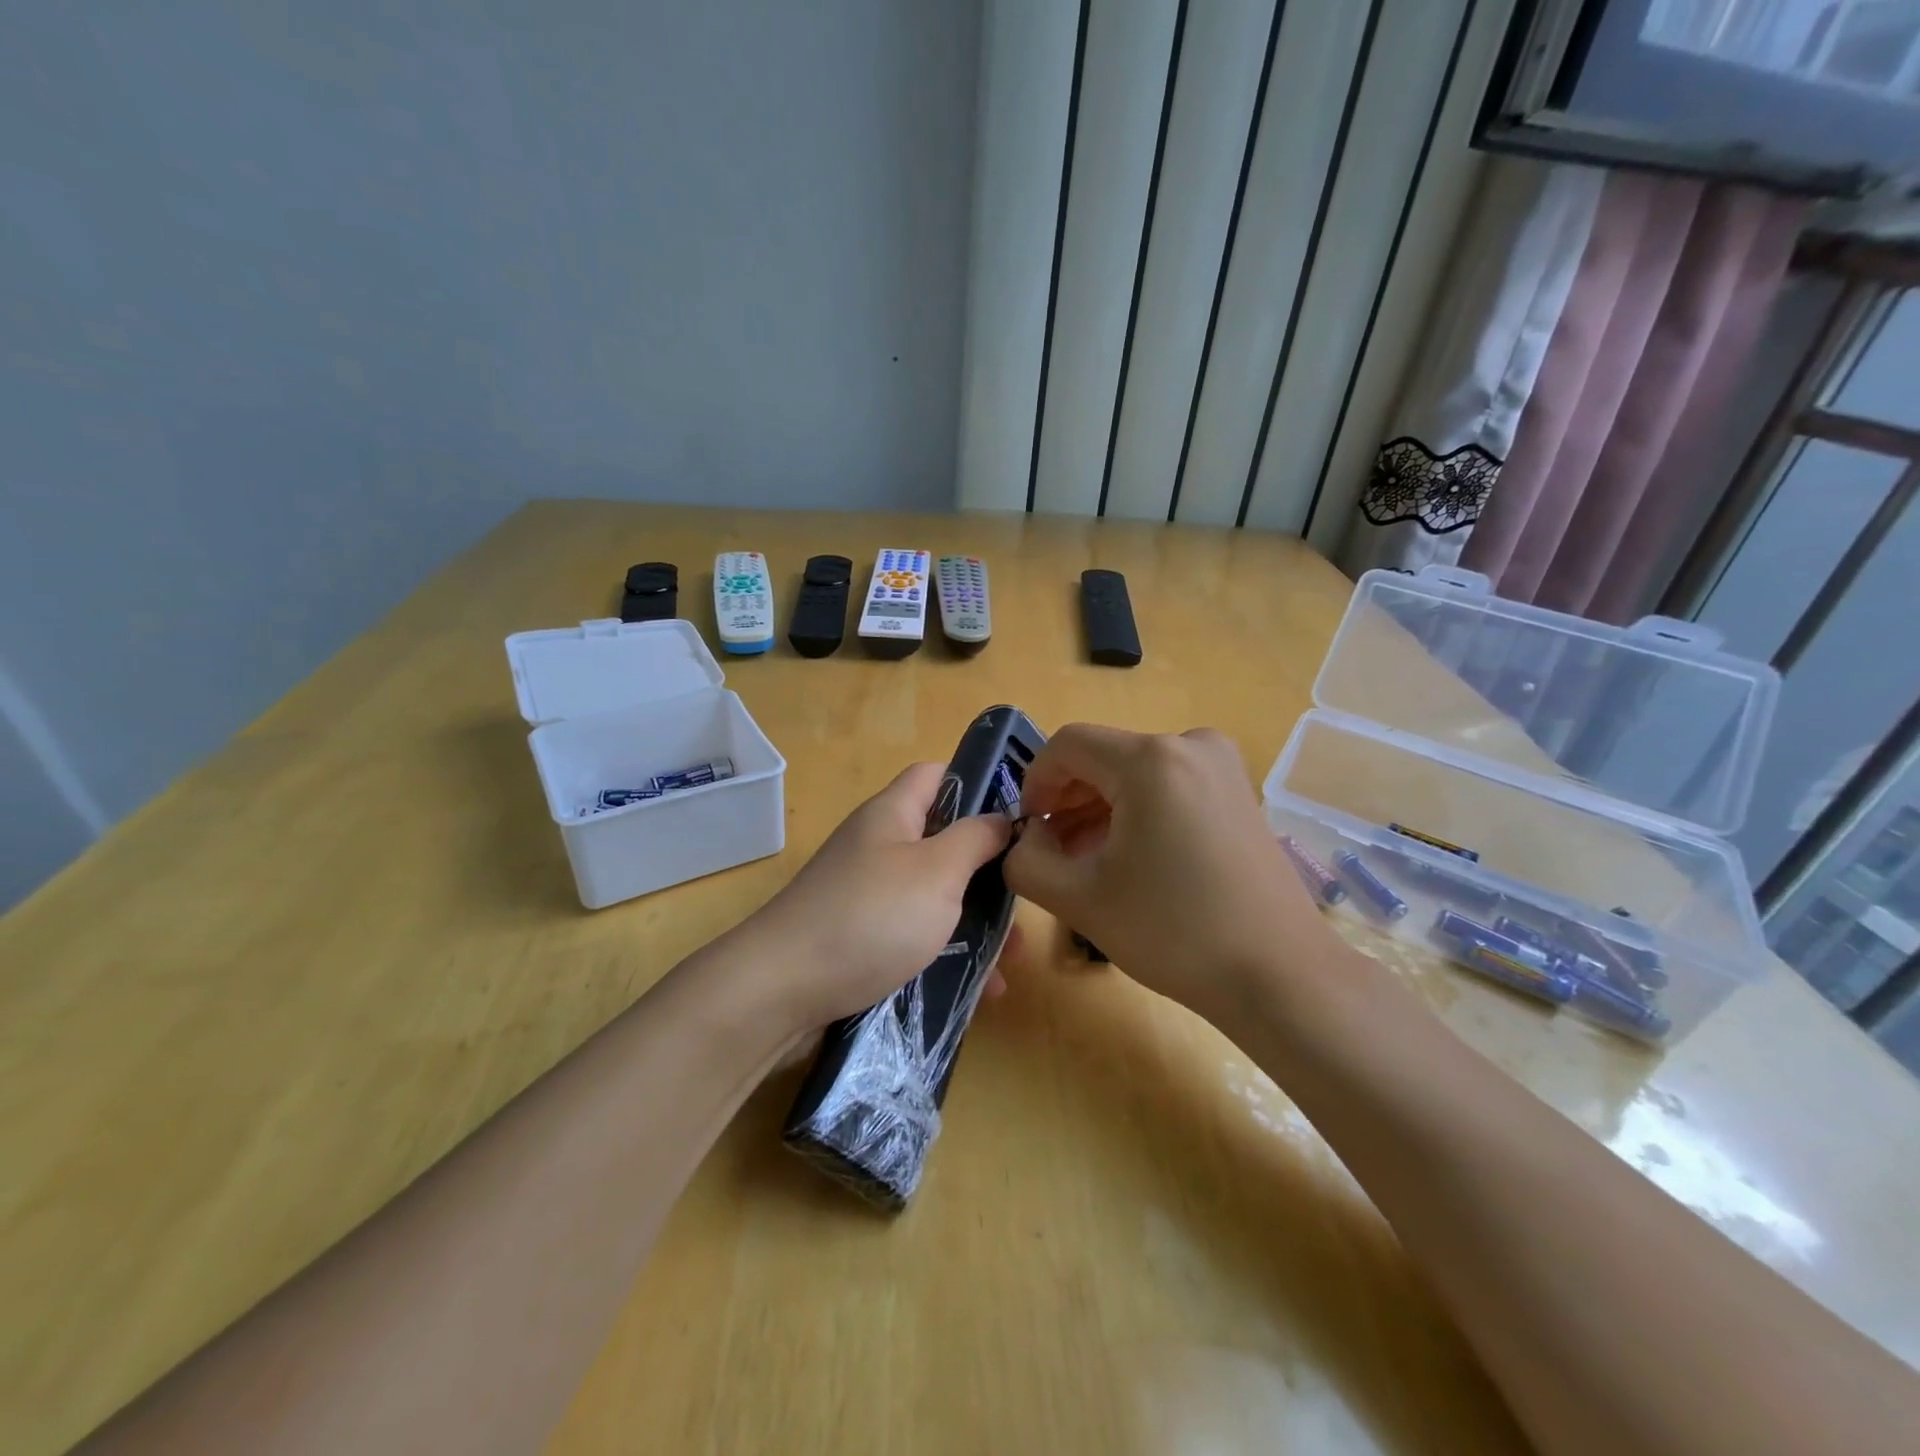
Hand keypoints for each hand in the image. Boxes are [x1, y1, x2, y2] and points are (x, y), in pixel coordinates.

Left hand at [749, 762, 1013, 1035]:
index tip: (1019, 815)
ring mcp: (867, 894)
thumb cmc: (871, 916)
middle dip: (986, 871)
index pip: (936, 774)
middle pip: (942, 841)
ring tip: (1010, 961)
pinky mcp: (861, 938)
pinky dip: (947, 954)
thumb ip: (976, 839)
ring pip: (934, 895)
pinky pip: (915, 935)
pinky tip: (980, 989)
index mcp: (893, 814)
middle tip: (1023, 902)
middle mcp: (878, 847)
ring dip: (974, 922)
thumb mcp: (937, 870)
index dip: (978, 783)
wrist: (781, 989)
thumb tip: (1001, 818)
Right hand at [1004, 724, 1340, 1023]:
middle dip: (1068, 800)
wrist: (1279, 975)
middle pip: (1103, 757)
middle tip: (1053, 852)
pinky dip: (1138, 812)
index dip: (1036, 783)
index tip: (1029, 830)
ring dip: (1100, 809)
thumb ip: (1025, 861)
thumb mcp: (1079, 899)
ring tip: (1088, 861)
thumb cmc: (1173, 932)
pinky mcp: (1238, 791)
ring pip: (1135, 773)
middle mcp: (1191, 744)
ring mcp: (1222, 766)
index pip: (1067, 745)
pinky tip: (1130, 858)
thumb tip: (1023, 839)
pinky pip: (1168, 785)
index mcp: (1151, 760)